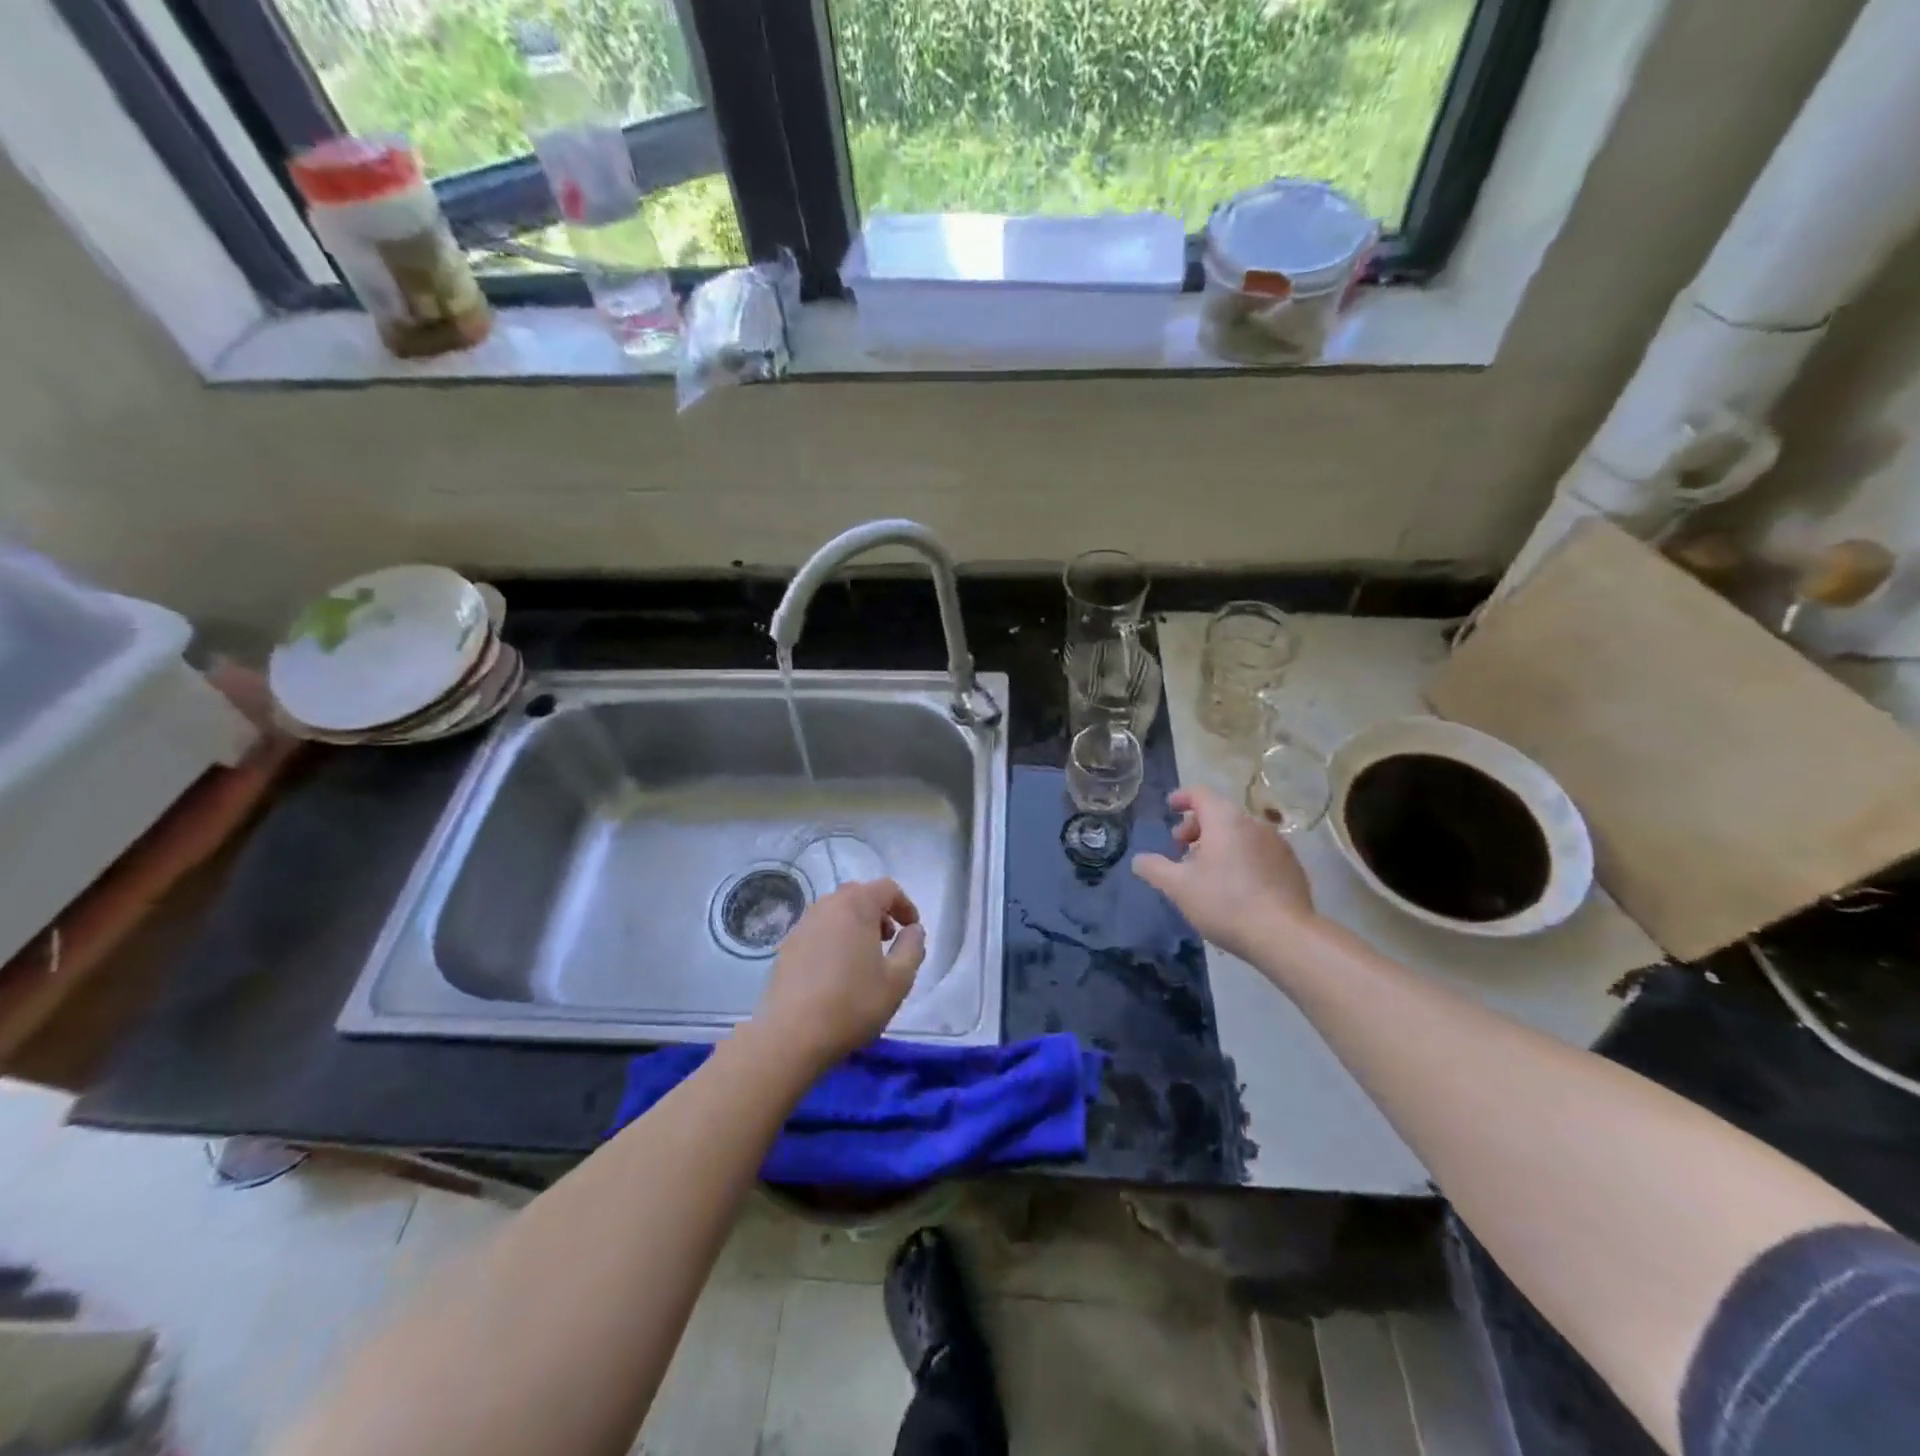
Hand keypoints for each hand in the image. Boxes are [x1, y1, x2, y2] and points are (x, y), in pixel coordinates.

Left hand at [749, 878, 925, 1072]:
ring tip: (863, 958)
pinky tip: (836, 973)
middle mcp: (826, 906)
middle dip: (878, 912)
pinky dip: (833, 940)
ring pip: (835, 913)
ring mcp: (802, 925)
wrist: (790, 1035)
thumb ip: (912, 948)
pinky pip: (818, 932)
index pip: (887, 888)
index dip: (905, 905)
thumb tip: (913, 930)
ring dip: (855, 926)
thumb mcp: (898, 980)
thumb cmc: (852, 1003)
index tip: (912, 929)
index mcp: (856, 906)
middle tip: (888, 940)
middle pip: (858, 896)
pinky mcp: (786, 947)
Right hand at [1132, 786, 1317, 962]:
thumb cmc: (1225, 902)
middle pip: (1220, 813)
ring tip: (1206, 871)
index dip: (1182, 797)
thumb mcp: (1178, 887)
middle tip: (1181, 849)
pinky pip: (1258, 852)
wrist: (1284, 935)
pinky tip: (1235, 886)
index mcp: (1225, 820)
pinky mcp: (1291, 867)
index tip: (1170, 807)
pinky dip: (1241, 858)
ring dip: (1219, 844)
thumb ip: (1154, 868)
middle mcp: (1254, 824)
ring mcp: (1277, 845)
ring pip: (1240, 834)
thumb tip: (1139, 859)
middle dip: (1196, 827)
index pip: (1200, 794)